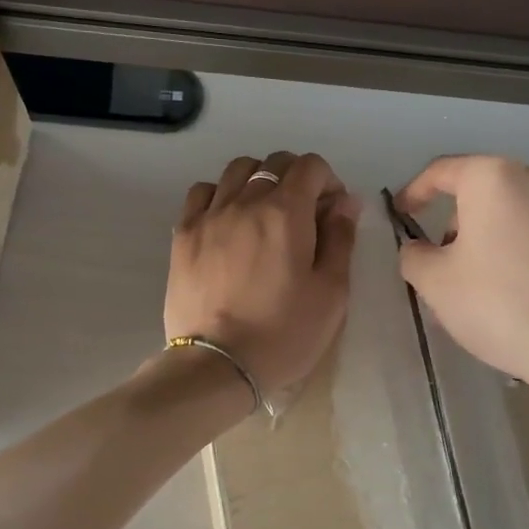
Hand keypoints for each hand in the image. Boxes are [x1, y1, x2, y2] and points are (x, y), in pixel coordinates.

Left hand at [166, 152, 361, 399]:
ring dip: (258, 181)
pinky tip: (228, 221)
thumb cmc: (283, 334)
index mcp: (286, 213)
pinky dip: (220, 195)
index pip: (310, 166)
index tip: (331, 212)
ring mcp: (209, 216)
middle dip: (296, 178)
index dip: (328, 181)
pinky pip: (202, 192)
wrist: (217, 365)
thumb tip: (345, 202)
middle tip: (303, 215)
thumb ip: (340, 239)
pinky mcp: (183, 235)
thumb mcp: (331, 292)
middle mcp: (245, 202)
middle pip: (273, 163)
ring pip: (236, 171)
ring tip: (264, 214)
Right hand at [395, 155, 528, 405]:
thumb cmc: (500, 305)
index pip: (441, 172)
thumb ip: (414, 256)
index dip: (413, 192)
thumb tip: (419, 249)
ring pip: (510, 213)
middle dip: (453, 224)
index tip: (401, 217)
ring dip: (485, 238)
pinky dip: (516, 249)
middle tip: (439, 265)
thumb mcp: (436, 284)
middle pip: (479, 192)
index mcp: (493, 178)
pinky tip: (513, 291)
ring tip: (476, 285)